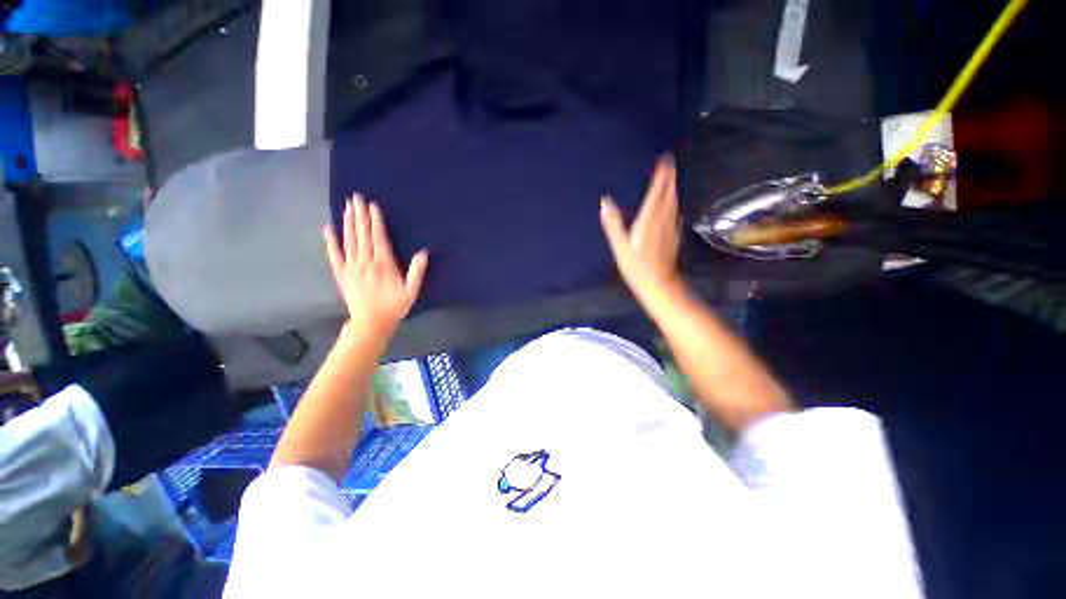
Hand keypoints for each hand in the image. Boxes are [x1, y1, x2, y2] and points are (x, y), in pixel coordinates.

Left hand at [324, 196, 428, 335]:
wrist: (371, 323)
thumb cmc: (394, 306)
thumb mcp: (411, 291)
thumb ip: (417, 272)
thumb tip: (423, 253)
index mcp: (384, 265)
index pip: (379, 238)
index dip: (376, 221)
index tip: (372, 206)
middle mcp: (366, 262)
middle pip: (362, 235)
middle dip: (359, 215)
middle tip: (356, 198)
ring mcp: (351, 267)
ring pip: (349, 241)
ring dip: (348, 223)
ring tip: (347, 207)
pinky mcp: (341, 274)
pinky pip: (334, 255)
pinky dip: (331, 242)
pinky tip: (328, 229)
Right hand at [600, 156, 682, 305]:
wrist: (659, 284)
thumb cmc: (637, 268)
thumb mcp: (620, 247)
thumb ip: (613, 224)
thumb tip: (605, 202)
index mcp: (648, 221)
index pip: (656, 193)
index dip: (661, 177)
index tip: (665, 160)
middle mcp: (662, 220)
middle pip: (668, 195)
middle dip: (669, 178)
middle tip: (669, 163)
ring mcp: (670, 228)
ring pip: (673, 203)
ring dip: (672, 189)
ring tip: (671, 178)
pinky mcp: (673, 236)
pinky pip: (674, 213)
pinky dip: (673, 202)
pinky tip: (672, 203)